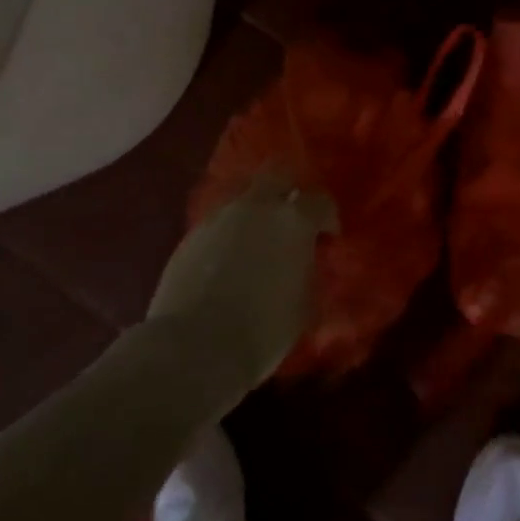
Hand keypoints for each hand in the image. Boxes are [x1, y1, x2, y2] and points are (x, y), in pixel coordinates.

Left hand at [147, 173, 336, 391]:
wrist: (196, 345)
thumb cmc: (264, 329)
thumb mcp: (304, 305)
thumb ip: (308, 273)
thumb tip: (305, 264)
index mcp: (294, 221)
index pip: (320, 201)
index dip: (328, 217)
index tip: (328, 237)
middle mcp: (257, 207)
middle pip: (278, 175)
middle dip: (289, 189)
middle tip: (292, 216)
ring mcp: (220, 217)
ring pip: (244, 196)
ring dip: (256, 210)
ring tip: (257, 239)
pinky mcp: (191, 235)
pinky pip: (219, 221)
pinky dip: (229, 231)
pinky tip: (229, 257)